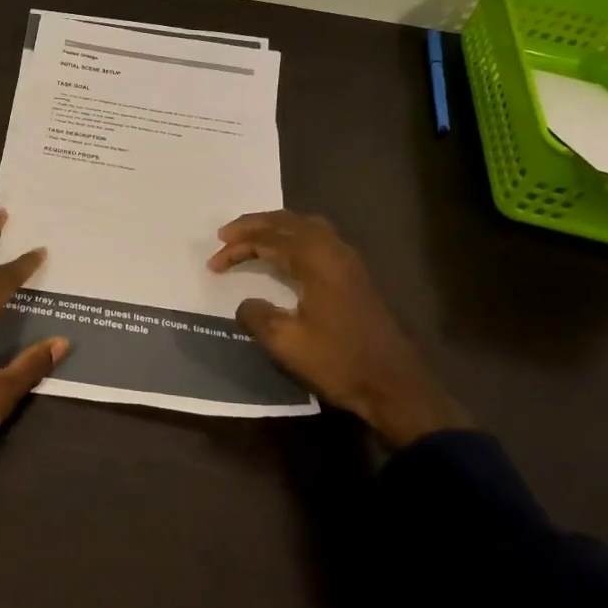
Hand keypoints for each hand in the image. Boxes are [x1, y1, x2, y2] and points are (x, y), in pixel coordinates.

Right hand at [208, 211, 469, 447]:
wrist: (394, 385)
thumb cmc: (339, 362)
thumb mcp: (286, 343)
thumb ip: (257, 317)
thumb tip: (246, 304)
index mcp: (316, 261)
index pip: (268, 240)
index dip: (238, 247)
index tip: (213, 263)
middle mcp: (333, 251)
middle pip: (288, 222)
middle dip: (254, 225)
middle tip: (226, 235)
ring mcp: (348, 261)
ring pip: (306, 226)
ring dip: (276, 228)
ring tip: (252, 237)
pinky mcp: (354, 275)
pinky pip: (318, 239)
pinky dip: (294, 237)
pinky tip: (285, 253)